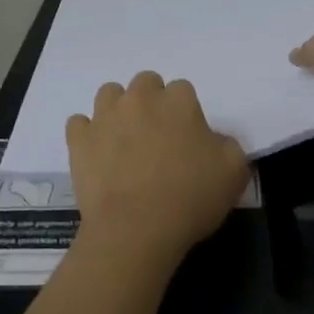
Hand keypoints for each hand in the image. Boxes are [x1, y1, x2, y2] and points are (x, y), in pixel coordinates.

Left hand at [66, 71, 248, 273]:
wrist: (135, 229)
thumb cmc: (189, 199)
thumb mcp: (234, 173)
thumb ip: (229, 146)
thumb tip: (213, 140)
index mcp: (178, 101)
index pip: (183, 90)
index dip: (185, 113)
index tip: (187, 138)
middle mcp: (140, 99)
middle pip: (146, 83)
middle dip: (151, 102)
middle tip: (157, 135)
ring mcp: (105, 116)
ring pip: (109, 94)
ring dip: (118, 109)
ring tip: (125, 139)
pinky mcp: (79, 139)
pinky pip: (79, 123)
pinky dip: (87, 134)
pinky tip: (97, 152)